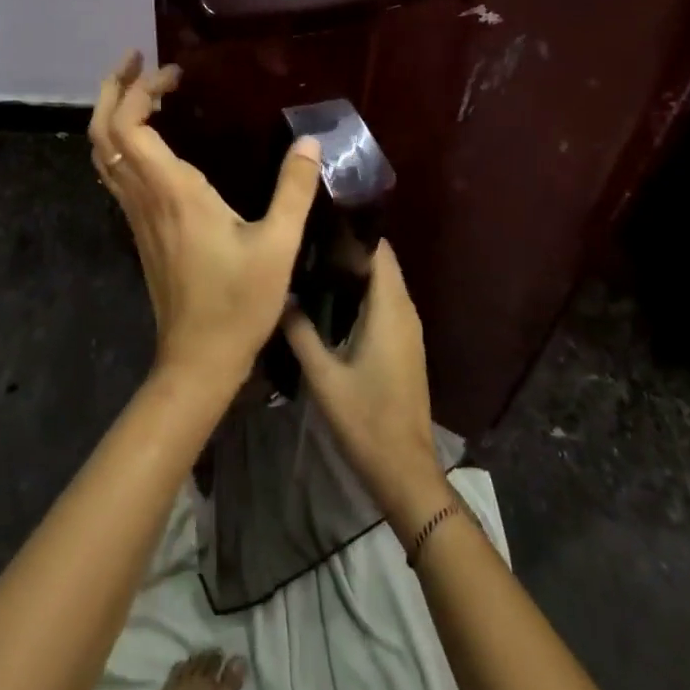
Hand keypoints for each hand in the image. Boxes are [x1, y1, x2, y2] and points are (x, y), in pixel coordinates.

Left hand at [89, 50, 322, 394]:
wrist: (197, 361)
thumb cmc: (237, 304)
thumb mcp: (277, 246)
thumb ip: (294, 191)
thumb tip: (311, 143)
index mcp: (171, 192)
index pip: (130, 125)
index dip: (142, 89)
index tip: (175, 72)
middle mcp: (144, 196)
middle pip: (103, 132)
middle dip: (114, 89)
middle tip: (139, 61)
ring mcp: (136, 214)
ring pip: (104, 152)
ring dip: (115, 113)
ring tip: (145, 89)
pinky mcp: (140, 229)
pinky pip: (116, 172)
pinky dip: (123, 140)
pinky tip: (152, 138)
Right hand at [282, 241, 449, 540]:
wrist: (405, 469)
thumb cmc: (366, 419)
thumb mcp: (324, 377)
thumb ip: (301, 333)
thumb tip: (280, 296)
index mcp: (390, 309)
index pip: (379, 251)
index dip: (353, 231)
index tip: (320, 220)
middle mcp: (405, 310)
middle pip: (382, 263)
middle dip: (349, 248)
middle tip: (309, 240)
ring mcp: (409, 329)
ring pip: (385, 284)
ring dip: (356, 271)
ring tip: (313, 263)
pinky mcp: (406, 345)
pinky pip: (387, 303)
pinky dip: (364, 293)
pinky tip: (332, 302)